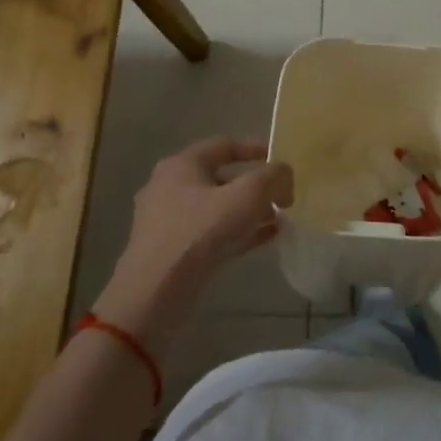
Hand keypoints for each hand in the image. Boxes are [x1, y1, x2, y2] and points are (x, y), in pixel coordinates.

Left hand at [97, 137, 293, 343]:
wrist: (156, 295)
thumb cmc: (200, 233)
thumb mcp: (247, 196)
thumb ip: (273, 178)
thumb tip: (284, 175)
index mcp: (181, 166)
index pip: (224, 145)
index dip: (255, 148)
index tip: (281, 161)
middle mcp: (170, 188)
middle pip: (222, 178)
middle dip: (256, 186)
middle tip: (282, 198)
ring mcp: (169, 223)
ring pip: (218, 209)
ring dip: (250, 212)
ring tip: (279, 220)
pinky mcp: (173, 252)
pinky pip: (212, 234)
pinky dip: (239, 232)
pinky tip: (265, 240)